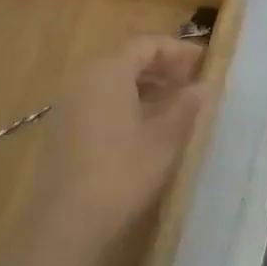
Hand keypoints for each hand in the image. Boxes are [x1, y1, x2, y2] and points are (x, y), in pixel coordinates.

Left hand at [11, 34, 208, 265]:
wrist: (66, 221)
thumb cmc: (122, 173)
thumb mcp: (164, 139)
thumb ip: (186, 107)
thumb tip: (203, 87)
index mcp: (108, 70)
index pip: (147, 44)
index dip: (178, 50)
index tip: (204, 63)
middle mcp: (84, 77)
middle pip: (127, 59)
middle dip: (162, 68)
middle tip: (191, 84)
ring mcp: (68, 103)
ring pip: (112, 81)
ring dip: (145, 87)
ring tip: (173, 107)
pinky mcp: (62, 128)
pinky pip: (99, 101)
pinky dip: (125, 103)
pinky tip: (144, 128)